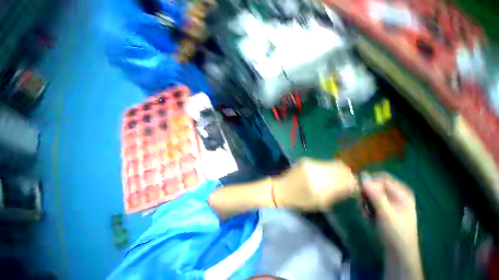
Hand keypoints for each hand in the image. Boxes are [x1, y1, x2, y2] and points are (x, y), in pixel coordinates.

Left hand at [272, 158, 356, 210]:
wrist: (281, 189)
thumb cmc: (299, 201)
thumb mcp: (320, 203)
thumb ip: (337, 194)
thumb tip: (351, 187)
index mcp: (320, 185)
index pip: (346, 180)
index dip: (354, 183)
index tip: (357, 187)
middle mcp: (317, 170)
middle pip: (342, 168)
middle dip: (349, 175)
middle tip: (350, 181)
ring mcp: (311, 163)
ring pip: (334, 163)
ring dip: (340, 170)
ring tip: (340, 177)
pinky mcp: (306, 159)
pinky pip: (324, 162)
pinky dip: (330, 167)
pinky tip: (328, 173)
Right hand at [362, 173, 422, 279]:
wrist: (398, 253)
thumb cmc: (396, 233)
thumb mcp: (386, 214)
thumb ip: (375, 195)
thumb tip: (363, 176)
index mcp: (402, 194)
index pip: (382, 178)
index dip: (370, 182)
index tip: (359, 189)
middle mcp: (395, 195)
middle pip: (375, 185)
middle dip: (366, 194)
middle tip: (362, 204)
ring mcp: (388, 202)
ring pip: (370, 193)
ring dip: (364, 201)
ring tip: (365, 213)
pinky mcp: (382, 208)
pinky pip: (369, 201)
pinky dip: (365, 206)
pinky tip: (367, 215)